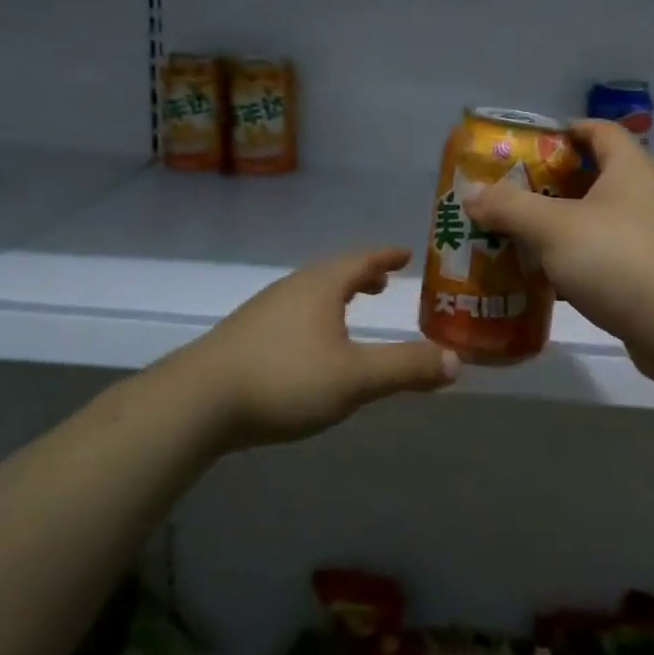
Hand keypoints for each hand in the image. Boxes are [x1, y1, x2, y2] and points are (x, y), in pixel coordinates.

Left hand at [175, 248, 458, 448]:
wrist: (197, 402)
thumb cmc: (284, 379)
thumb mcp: (355, 378)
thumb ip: (406, 368)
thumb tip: (456, 361)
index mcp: (321, 285)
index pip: (362, 259)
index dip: (386, 256)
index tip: (406, 253)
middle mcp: (293, 288)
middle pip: (334, 272)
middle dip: (362, 275)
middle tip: (384, 281)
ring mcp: (264, 310)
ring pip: (310, 293)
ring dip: (337, 296)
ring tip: (352, 310)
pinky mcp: (245, 336)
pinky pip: (293, 313)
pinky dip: (315, 316)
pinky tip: (310, 345)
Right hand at [464, 121, 653, 385]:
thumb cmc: (617, 257)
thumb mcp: (553, 227)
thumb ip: (510, 207)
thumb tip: (471, 195)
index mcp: (628, 168)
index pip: (599, 130)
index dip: (566, 130)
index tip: (530, 144)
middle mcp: (642, 196)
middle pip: (592, 176)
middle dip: (550, 184)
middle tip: (510, 193)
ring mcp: (647, 238)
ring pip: (594, 221)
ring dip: (558, 227)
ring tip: (516, 234)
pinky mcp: (645, 276)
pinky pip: (600, 258)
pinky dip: (572, 263)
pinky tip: (541, 278)